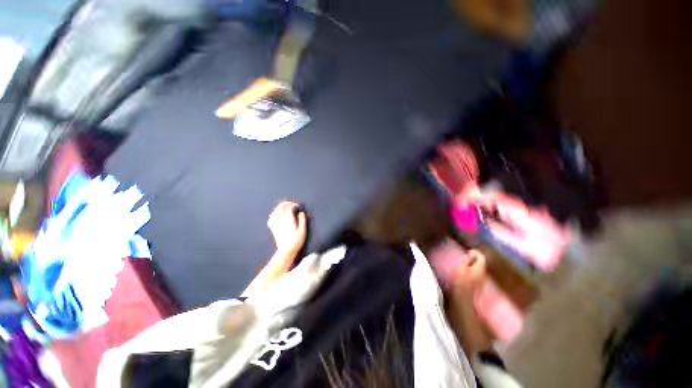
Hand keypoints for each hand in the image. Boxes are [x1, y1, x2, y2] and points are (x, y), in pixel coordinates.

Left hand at [267, 201, 306, 257]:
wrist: (286, 250)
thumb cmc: (296, 241)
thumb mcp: (303, 231)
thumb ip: (302, 220)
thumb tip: (301, 213)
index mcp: (289, 220)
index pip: (289, 208)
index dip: (293, 204)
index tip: (297, 206)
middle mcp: (281, 220)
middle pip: (281, 208)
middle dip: (286, 204)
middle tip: (291, 204)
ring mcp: (276, 224)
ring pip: (275, 212)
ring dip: (279, 207)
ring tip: (284, 207)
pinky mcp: (273, 228)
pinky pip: (271, 218)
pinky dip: (273, 214)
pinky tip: (276, 215)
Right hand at [449, 249, 485, 296]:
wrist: (462, 298)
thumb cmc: (461, 281)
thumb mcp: (462, 267)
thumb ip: (467, 260)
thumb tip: (471, 253)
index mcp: (480, 268)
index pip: (481, 257)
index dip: (475, 253)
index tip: (468, 251)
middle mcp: (483, 274)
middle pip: (481, 263)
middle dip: (474, 259)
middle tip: (464, 257)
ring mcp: (480, 280)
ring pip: (478, 269)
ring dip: (472, 265)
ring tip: (463, 264)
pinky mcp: (477, 285)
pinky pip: (475, 274)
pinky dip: (471, 271)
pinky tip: (464, 272)